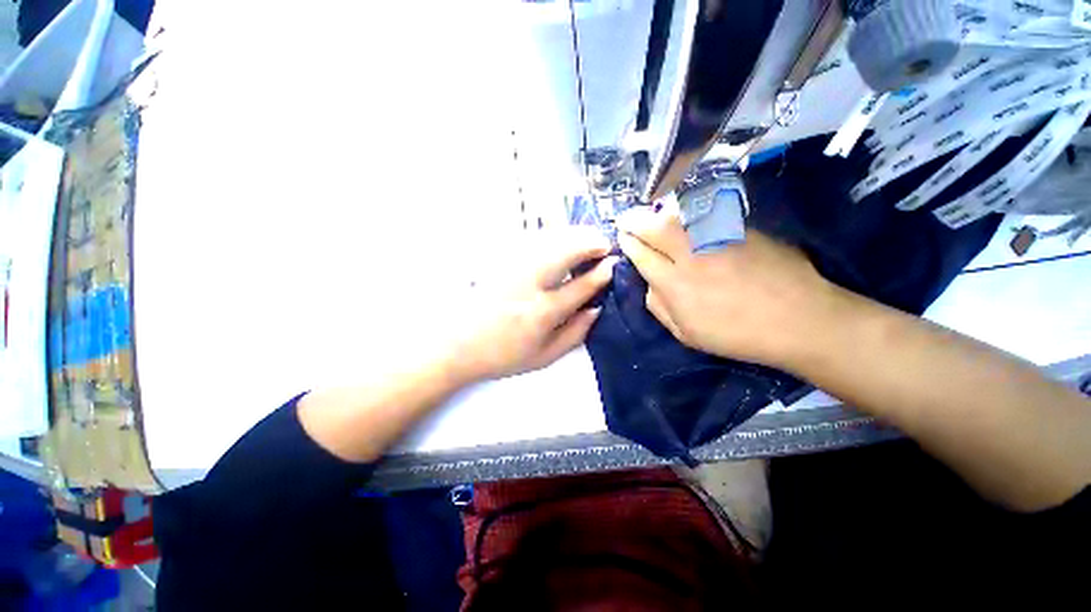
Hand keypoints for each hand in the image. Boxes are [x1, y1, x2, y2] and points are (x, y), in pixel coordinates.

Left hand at [454, 227, 615, 381]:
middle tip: (604, 243)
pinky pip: (532, 240)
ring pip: (549, 240)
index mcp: (542, 313)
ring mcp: (511, 267)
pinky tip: (559, 241)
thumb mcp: (544, 357)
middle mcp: (528, 285)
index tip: (613, 264)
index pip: (582, 286)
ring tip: (587, 238)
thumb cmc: (503, 355)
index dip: (602, 273)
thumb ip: (575, 334)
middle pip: (566, 252)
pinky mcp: (499, 260)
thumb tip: (597, 309)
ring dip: (573, 235)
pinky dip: (552, 236)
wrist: (457, 345)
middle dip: (590, 243)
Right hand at [615, 207, 835, 369]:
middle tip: (626, 219)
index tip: (622, 236)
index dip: (628, 243)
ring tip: (649, 215)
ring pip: (679, 215)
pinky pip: (704, 214)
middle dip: (635, 220)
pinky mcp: (741, 229)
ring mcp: (719, 239)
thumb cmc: (737, 335)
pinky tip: (681, 216)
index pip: (642, 255)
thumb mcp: (686, 334)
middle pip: (655, 228)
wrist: (799, 319)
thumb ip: (659, 307)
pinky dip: (685, 213)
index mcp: (676, 285)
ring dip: (657, 213)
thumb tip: (648, 283)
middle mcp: (693, 256)